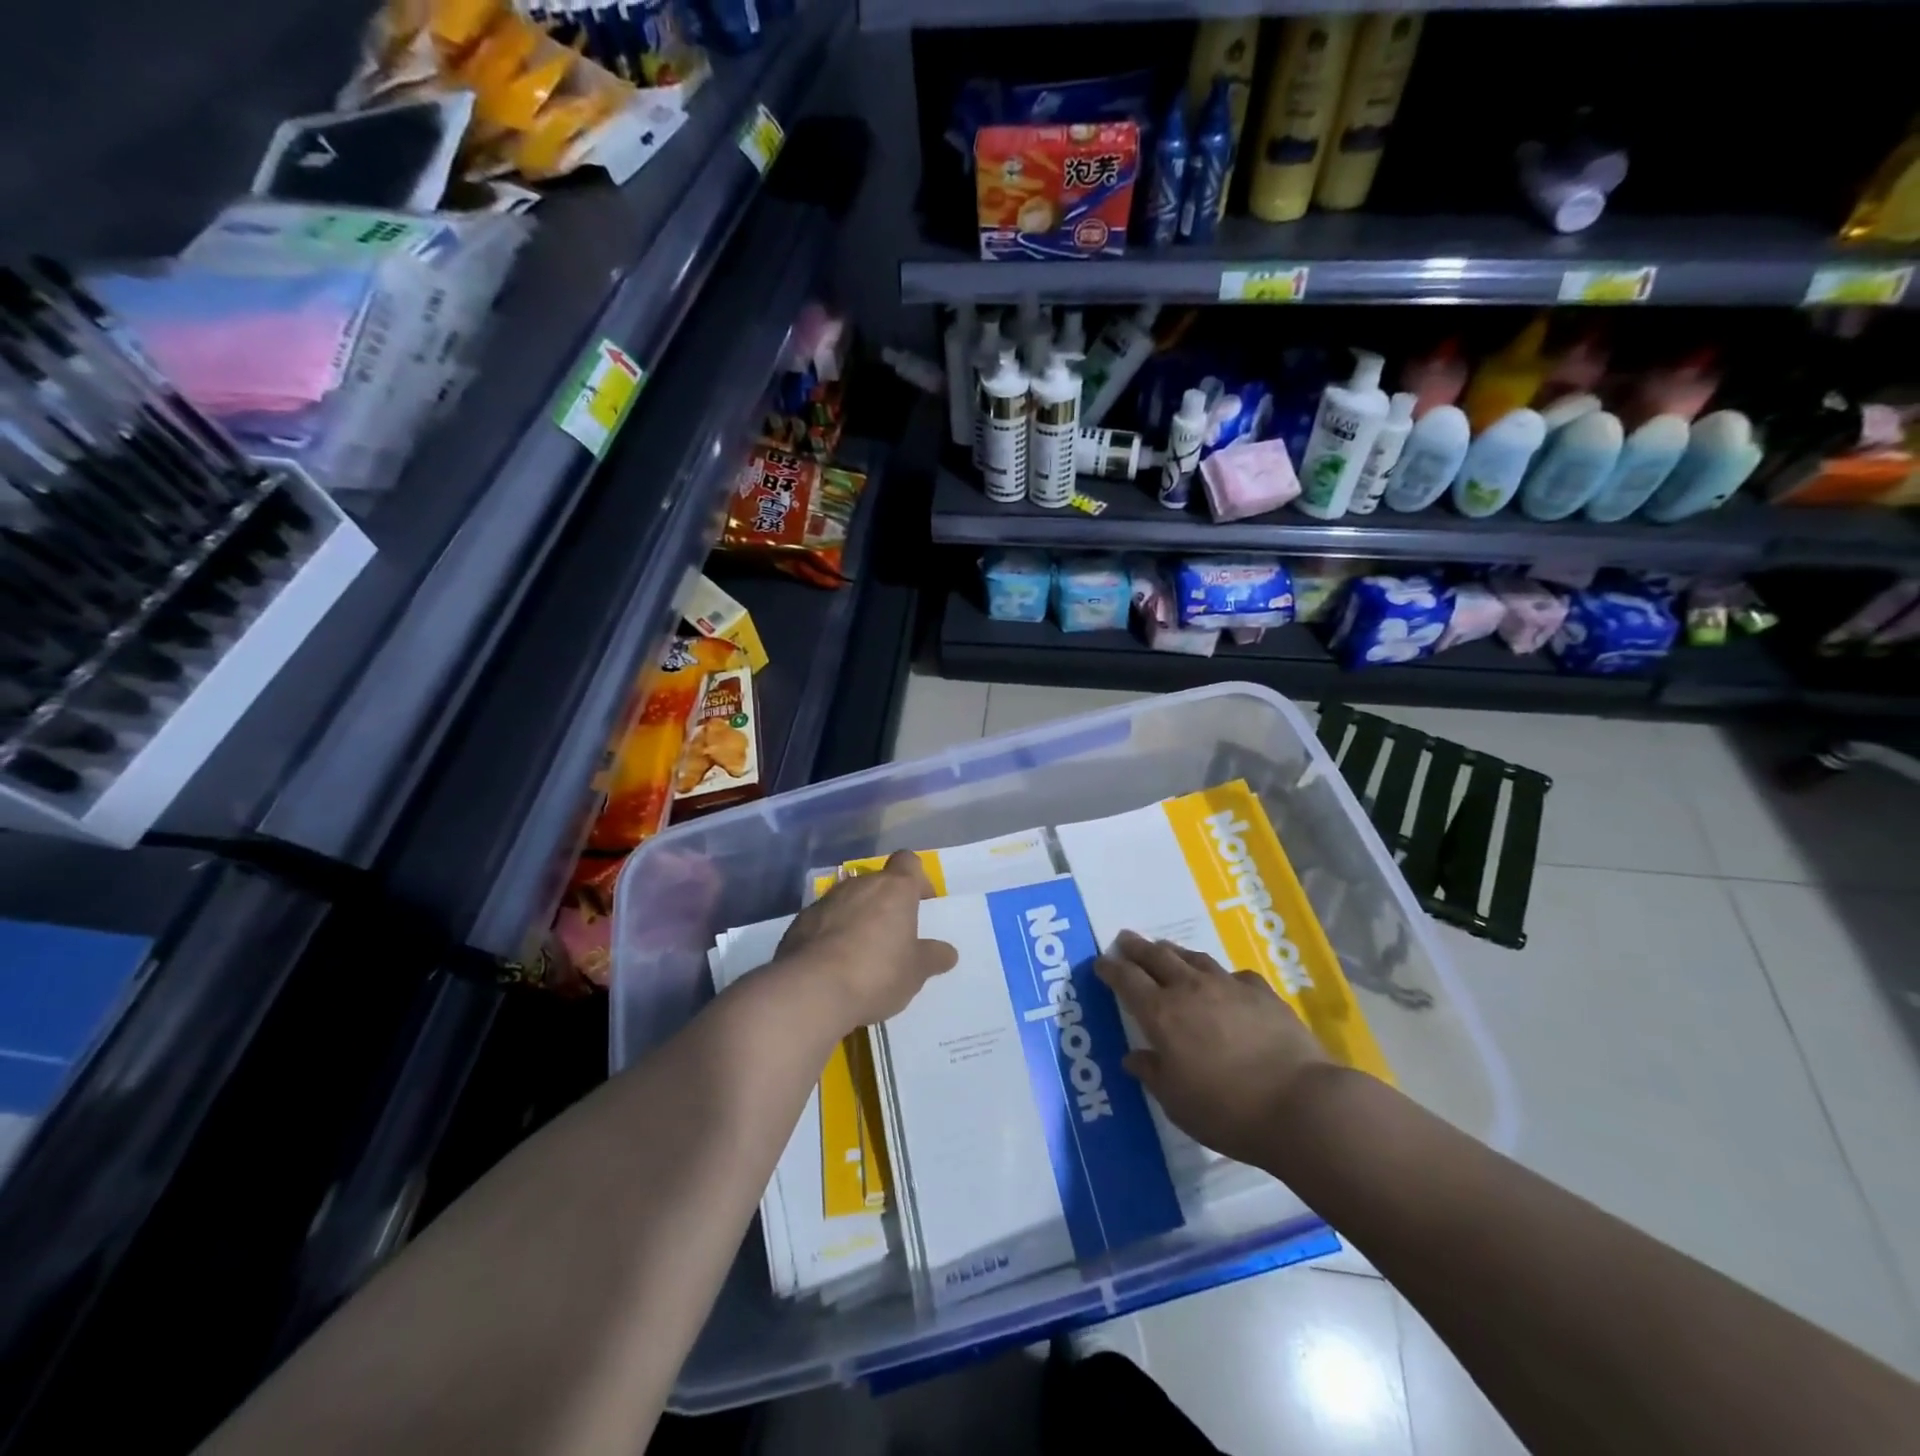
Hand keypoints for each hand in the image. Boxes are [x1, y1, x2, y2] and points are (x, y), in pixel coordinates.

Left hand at [776, 851, 957, 1028]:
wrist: (810, 990)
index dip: (917, 879)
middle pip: (878, 882)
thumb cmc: (876, 973)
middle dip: (886, 903)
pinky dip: (830, 934)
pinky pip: (823, 921)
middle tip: (893, 936)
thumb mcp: (915, 972)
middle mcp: (860, 885)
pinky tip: (833, 964)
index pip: (908, 861)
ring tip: (861, 954)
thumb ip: (932, 957)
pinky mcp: (800, 922)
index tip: (921, 903)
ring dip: (857, 917)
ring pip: (849, 900)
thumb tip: (948, 952)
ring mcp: (826, 901)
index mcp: (894, 889)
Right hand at [1096, 931, 1333, 1167]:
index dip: (1111, 969)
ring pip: (1193, 958)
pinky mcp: (1261, 992)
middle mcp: (1190, 990)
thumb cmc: (1227, 1110)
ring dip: (1173, 952)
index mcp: (1161, 1014)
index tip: (1101, 963)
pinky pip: (1232, 974)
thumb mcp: (1177, 1102)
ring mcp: (1228, 986)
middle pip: (1156, 957)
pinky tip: (1223, 982)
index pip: (1127, 980)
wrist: (1299, 1103)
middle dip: (1137, 947)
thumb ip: (1153, 1074)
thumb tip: (1134, 1057)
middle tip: (1125, 939)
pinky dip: (1218, 974)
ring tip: (1165, 949)